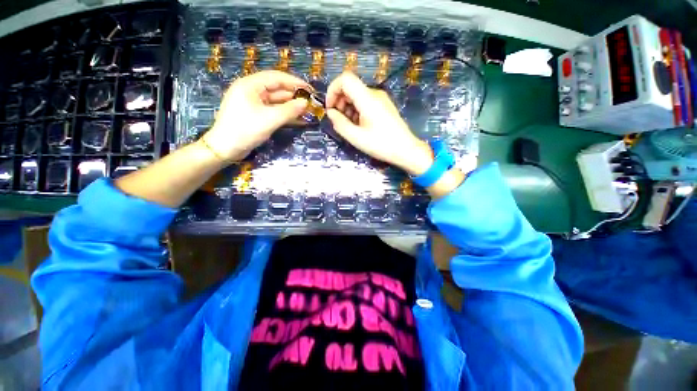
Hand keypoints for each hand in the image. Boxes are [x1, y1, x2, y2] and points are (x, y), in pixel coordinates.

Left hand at [202, 70, 309, 161]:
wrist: (225, 148)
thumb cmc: (245, 130)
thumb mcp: (270, 119)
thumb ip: (289, 110)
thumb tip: (306, 103)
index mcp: (250, 85)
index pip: (277, 78)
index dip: (295, 82)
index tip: (311, 89)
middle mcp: (251, 90)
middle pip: (277, 89)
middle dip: (294, 96)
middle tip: (311, 103)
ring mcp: (253, 103)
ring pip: (276, 101)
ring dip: (291, 106)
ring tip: (307, 111)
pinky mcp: (255, 114)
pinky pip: (273, 111)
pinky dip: (284, 114)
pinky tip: (297, 118)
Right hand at [325, 72, 433, 174]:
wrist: (406, 149)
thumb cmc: (381, 145)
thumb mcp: (356, 137)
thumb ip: (340, 124)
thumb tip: (330, 113)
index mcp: (367, 98)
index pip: (345, 79)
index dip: (333, 90)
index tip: (330, 108)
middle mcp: (374, 94)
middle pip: (351, 87)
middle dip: (339, 101)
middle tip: (338, 120)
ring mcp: (381, 99)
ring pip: (357, 95)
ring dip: (347, 107)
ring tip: (349, 126)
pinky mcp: (384, 106)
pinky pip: (365, 102)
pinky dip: (357, 110)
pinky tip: (358, 125)